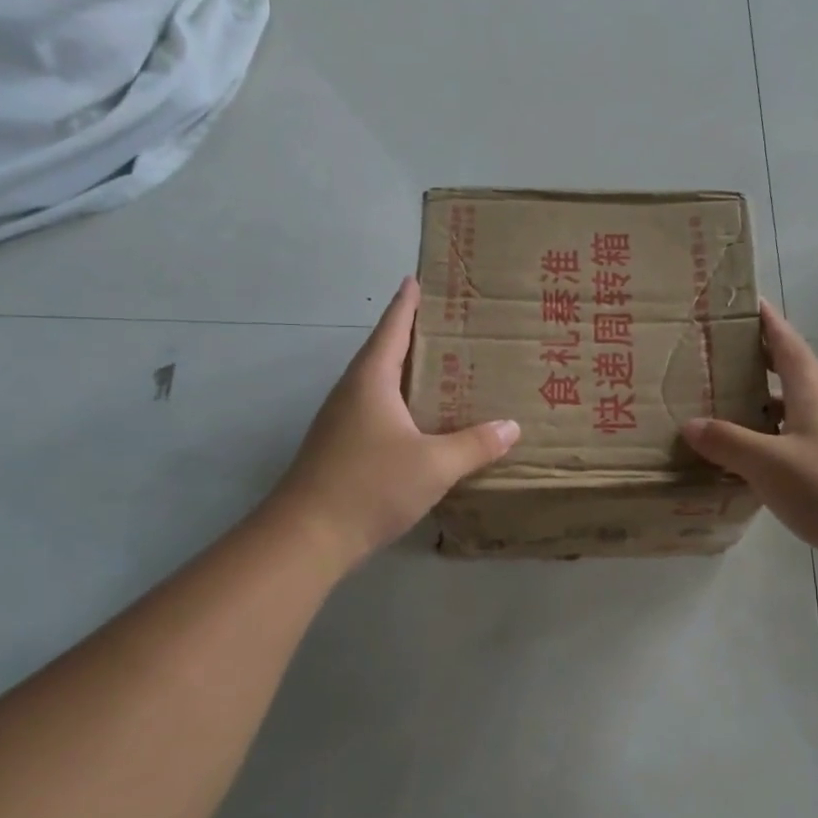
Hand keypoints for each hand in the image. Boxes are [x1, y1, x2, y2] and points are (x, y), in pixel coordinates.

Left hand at [271, 277, 519, 571]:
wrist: (307, 537)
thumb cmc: (370, 485)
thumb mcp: (434, 465)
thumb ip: (475, 445)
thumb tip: (511, 427)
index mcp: (371, 381)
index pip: (393, 329)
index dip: (407, 304)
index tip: (416, 279)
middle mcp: (352, 393)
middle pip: (385, 353)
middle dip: (415, 337)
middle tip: (451, 326)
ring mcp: (342, 422)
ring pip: (380, 385)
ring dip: (408, 374)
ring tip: (444, 370)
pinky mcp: (340, 449)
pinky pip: (378, 412)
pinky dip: (402, 405)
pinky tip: (422, 422)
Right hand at [682, 302, 817, 586]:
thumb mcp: (768, 461)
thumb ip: (727, 441)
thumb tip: (690, 425)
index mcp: (811, 391)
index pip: (786, 342)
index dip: (766, 320)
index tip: (743, 300)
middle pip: (784, 372)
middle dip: (752, 359)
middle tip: (712, 352)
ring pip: (782, 410)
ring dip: (753, 403)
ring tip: (713, 400)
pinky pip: (783, 444)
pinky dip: (758, 441)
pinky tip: (734, 455)